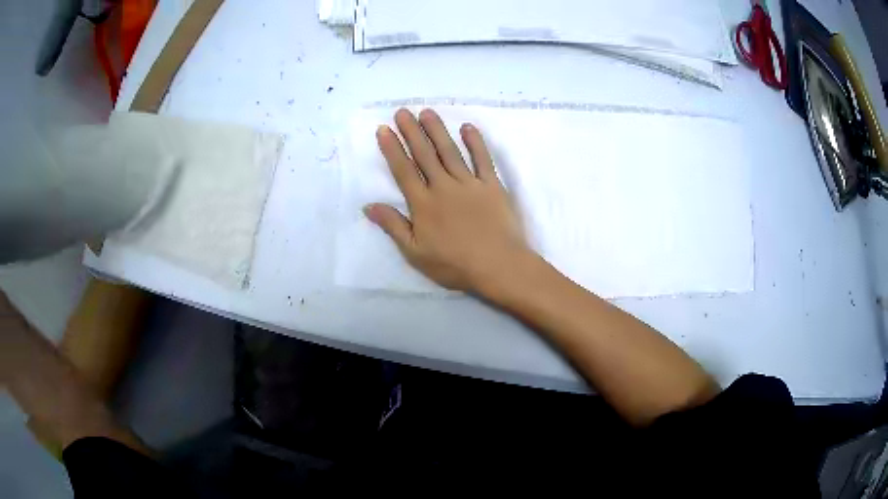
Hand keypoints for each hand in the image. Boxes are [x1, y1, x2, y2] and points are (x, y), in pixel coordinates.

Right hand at [365, 108, 531, 293]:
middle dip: (411, 131)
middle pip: (424, 154)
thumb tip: (368, 206)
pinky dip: (475, 142)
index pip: (403, 170)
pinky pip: (482, 159)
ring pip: (450, 151)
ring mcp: (469, 183)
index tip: (384, 129)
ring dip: (437, 130)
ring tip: (427, 112)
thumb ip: (393, 226)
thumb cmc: (454, 264)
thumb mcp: (415, 252)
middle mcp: (444, 187)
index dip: (392, 149)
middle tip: (402, 111)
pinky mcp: (492, 185)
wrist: (498, 266)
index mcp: (423, 204)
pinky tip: (467, 127)